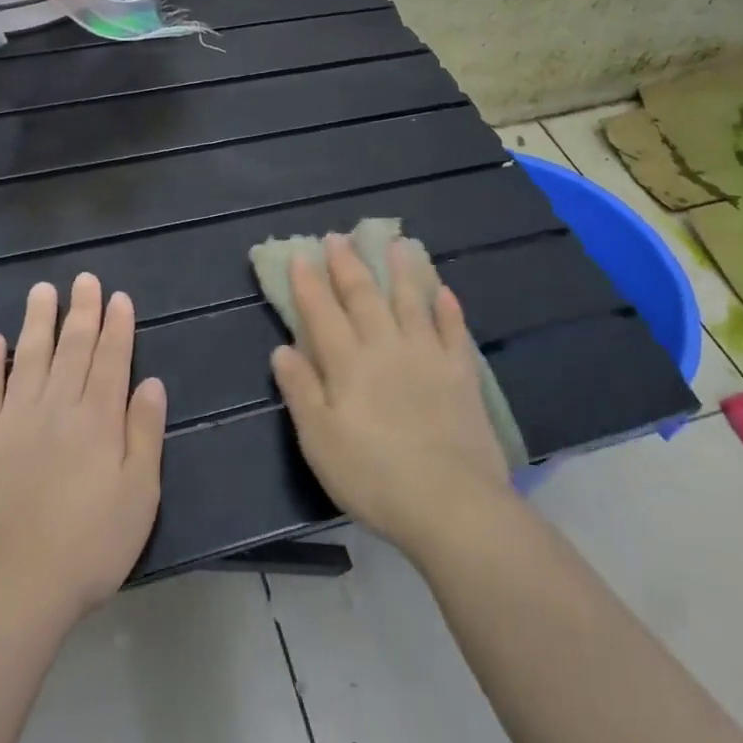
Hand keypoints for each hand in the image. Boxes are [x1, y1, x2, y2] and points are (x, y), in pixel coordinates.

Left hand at [0, 274, 166, 622]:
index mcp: (99, 419)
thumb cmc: (88, 546)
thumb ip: (144, 434)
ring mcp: (14, 421)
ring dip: (37, 322)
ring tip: (42, 291)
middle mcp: (57, 408)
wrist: (7, 585)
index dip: (117, 326)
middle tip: (84, 279)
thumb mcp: (140, 495)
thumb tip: (152, 384)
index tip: (118, 297)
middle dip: (81, 312)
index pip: (112, 360)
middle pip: (72, 349)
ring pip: (29, 358)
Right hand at [271, 234, 511, 557]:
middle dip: (348, 265)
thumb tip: (281, 349)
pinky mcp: (461, 375)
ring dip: (402, 271)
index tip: (299, 256)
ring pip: (412, 302)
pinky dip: (448, 309)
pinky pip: (453, 331)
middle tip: (338, 238)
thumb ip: (301, 391)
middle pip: (364, 298)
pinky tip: (444, 292)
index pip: (322, 313)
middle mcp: (386, 348)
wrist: (450, 504)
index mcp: (348, 364)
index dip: (308, 284)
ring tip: (397, 244)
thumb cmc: (373, 477)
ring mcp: (428, 357)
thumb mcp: (320, 441)